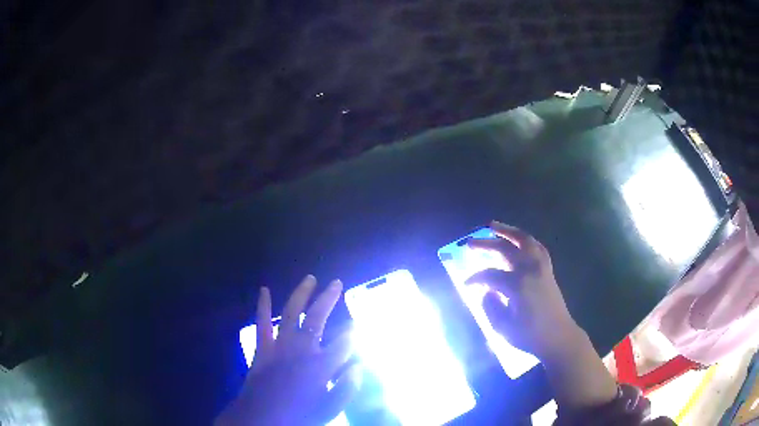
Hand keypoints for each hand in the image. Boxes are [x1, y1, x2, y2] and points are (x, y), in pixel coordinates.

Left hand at [216, 276, 359, 425]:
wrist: (261, 418)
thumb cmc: (298, 415)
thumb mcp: (329, 409)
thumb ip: (346, 388)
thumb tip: (358, 366)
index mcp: (321, 366)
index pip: (344, 342)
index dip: (352, 333)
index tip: (355, 327)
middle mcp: (302, 349)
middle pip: (318, 318)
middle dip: (329, 298)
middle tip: (337, 283)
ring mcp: (280, 345)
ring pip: (292, 313)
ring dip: (301, 294)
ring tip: (310, 279)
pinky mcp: (263, 347)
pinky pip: (262, 322)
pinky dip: (262, 306)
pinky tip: (264, 290)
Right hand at [465, 221, 579, 359]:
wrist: (558, 337)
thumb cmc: (530, 336)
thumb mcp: (503, 328)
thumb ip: (490, 307)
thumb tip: (486, 291)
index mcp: (517, 285)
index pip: (490, 275)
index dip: (475, 278)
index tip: (466, 284)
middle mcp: (530, 270)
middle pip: (505, 249)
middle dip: (485, 244)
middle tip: (470, 242)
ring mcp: (541, 267)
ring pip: (524, 240)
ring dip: (507, 231)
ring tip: (493, 225)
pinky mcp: (548, 270)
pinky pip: (537, 247)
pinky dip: (525, 240)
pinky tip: (518, 239)